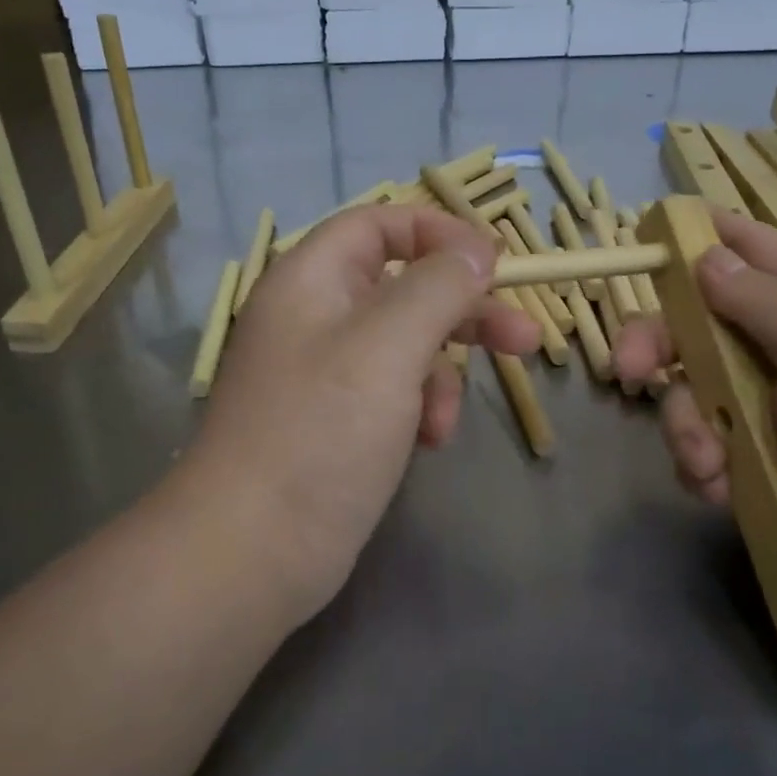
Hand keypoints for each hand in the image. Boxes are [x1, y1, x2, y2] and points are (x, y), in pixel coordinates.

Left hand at [180, 205, 538, 615]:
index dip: (439, 233)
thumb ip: (437, 286)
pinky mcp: (337, 421)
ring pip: (407, 344)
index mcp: (311, 279)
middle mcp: (315, 316)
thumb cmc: (319, 434)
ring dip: (442, 375)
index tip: (495, 264)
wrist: (251, 552)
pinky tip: (427, 443)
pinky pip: (395, 392)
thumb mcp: (387, 346)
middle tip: (525, 337)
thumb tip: (476, 250)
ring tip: (445, 422)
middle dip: (465, 310)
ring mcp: (325, 371)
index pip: (380, 223)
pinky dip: (420, 409)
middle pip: (405, 285)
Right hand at [614, 208, 776, 637]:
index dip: (698, 238)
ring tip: (710, 465)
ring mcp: (772, 412)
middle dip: (658, 345)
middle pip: (697, 325)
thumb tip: (705, 255)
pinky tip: (721, 492)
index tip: (644, 240)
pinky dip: (704, 469)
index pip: (749, 249)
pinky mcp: (762, 467)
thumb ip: (761, 298)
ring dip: (685, 427)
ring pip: (692, 394)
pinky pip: (705, 450)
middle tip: (627, 371)